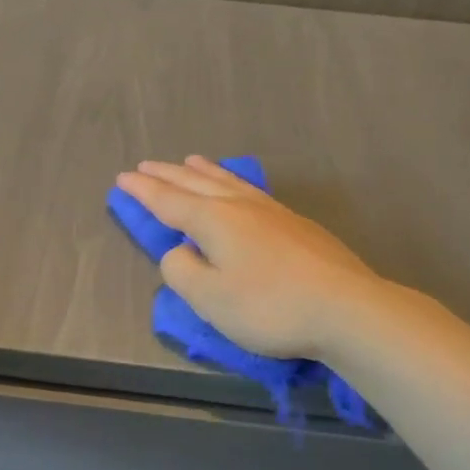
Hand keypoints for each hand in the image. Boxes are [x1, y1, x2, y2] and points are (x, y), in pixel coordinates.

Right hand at [115, 156, 388, 361]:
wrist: (346, 308)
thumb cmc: (270, 307)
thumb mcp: (210, 298)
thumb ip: (182, 271)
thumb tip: (179, 252)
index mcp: (214, 221)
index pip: (168, 201)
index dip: (143, 191)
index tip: (122, 178)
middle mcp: (240, 206)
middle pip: (195, 183)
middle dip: (166, 175)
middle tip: (145, 166)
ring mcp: (272, 211)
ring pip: (227, 181)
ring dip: (202, 171)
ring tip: (189, 160)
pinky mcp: (295, 223)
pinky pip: (249, 189)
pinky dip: (231, 181)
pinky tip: (237, 187)